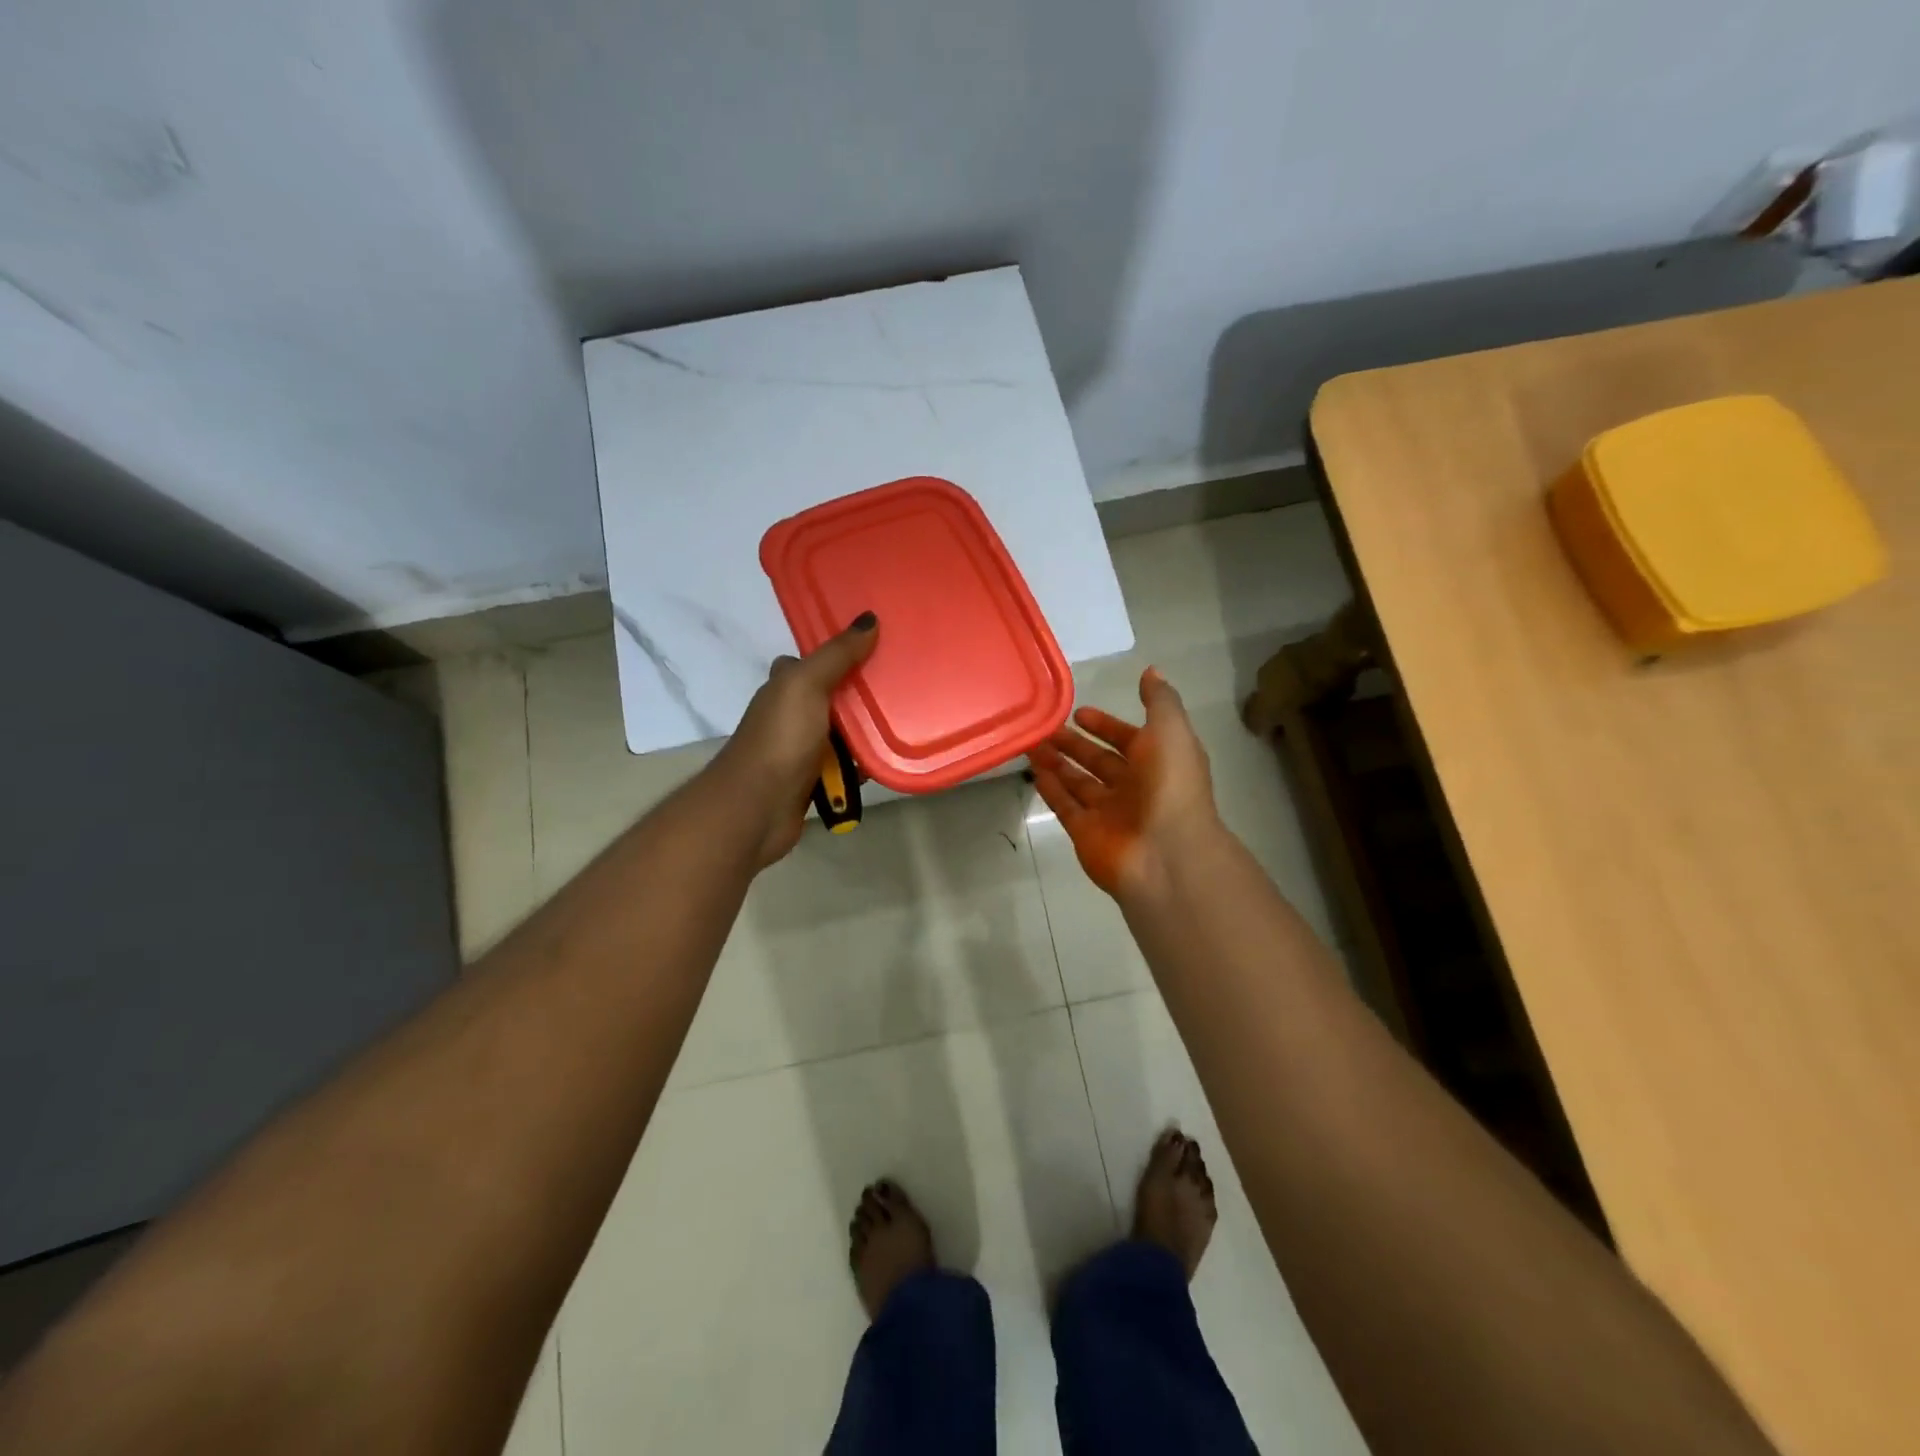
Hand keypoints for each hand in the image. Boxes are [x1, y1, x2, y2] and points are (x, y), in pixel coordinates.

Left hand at [716, 612, 878, 865]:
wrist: (757, 807)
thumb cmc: (781, 739)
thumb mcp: (807, 685)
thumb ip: (838, 654)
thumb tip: (869, 619)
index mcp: (784, 687)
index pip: (811, 663)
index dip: (838, 655)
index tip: (876, 648)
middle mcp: (790, 715)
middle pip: (833, 698)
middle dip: (861, 695)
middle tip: (902, 686)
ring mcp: (800, 750)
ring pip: (842, 735)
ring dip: (866, 734)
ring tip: (905, 722)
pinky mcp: (812, 782)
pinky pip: (844, 767)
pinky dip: (861, 766)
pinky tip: (885, 762)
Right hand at [1028, 667, 1220, 900]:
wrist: (1166, 854)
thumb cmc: (1171, 786)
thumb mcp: (1171, 731)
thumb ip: (1159, 701)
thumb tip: (1151, 671)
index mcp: (1158, 762)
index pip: (1128, 739)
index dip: (1106, 725)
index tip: (1079, 712)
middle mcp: (1134, 787)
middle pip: (1098, 761)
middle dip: (1074, 744)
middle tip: (1046, 727)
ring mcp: (1109, 813)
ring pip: (1078, 782)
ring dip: (1057, 763)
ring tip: (1031, 744)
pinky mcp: (1086, 834)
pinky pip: (1065, 807)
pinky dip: (1051, 789)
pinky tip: (1034, 771)